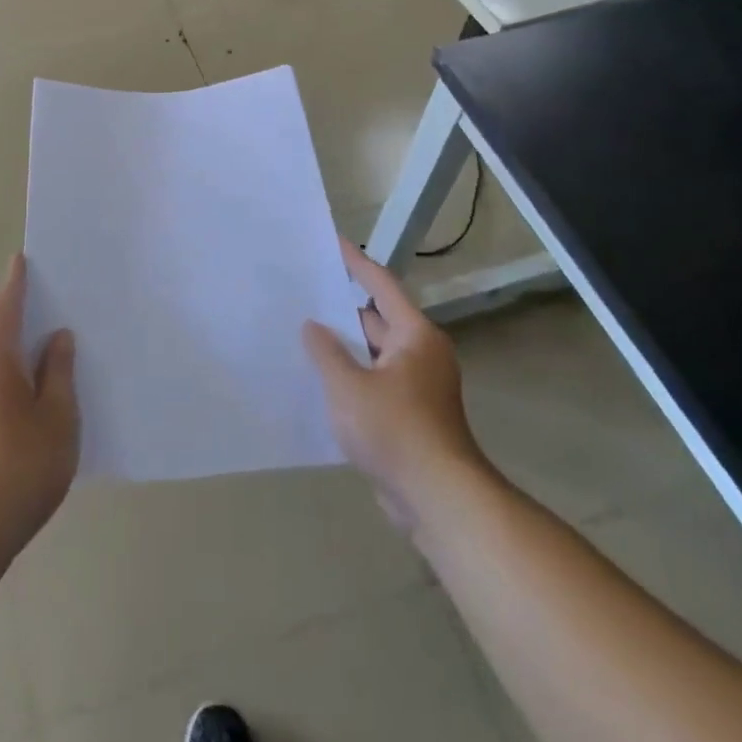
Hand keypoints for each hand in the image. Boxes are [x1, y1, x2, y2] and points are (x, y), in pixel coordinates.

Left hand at [0, 254, 78, 557]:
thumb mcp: (58, 416)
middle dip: (17, 306)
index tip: (25, 257)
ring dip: (12, 335)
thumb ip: (60, 371)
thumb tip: (58, 336)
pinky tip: (32, 378)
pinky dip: (7, 359)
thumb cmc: (21, 465)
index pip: (7, 303)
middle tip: (50, 294)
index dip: (18, 280)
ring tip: (47, 332)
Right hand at [302, 239, 486, 529]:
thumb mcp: (348, 386)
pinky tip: (320, 378)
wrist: (439, 499)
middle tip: (304, 290)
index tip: (332, 242)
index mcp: (414, 335)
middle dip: (341, 307)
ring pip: (373, 353)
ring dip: (343, 345)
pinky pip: (375, 380)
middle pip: (377, 318)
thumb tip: (312, 326)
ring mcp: (417, 386)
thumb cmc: (395, 430)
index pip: (381, 286)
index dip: (355, 263)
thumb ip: (326, 351)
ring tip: (302, 330)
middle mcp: (420, 353)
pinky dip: (351, 374)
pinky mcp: (410, 414)